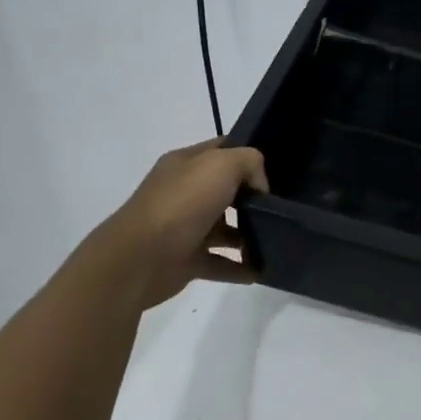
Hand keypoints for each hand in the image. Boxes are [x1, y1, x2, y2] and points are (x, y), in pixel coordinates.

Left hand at [65, 139, 268, 309]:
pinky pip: (220, 263)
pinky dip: (240, 267)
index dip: (248, 154)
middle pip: (225, 190)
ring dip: (248, 233)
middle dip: (252, 197)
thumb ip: (249, 163)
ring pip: (224, 228)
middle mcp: (184, 193)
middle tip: (280, 205)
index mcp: (186, 164)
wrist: (140, 259)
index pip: (221, 150)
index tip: (276, 168)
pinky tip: (261, 270)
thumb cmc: (182, 203)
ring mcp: (184, 228)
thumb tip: (258, 188)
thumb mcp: (222, 164)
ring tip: (276, 238)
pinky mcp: (186, 261)